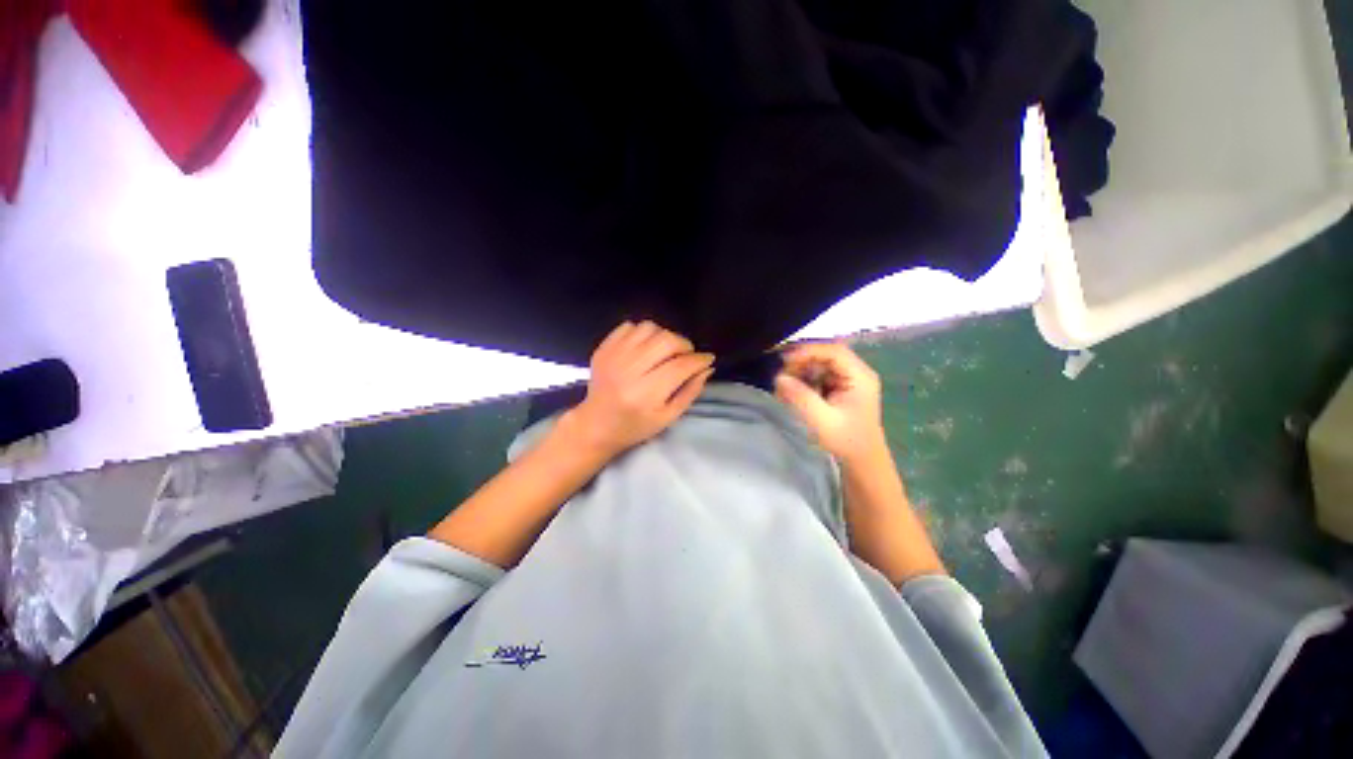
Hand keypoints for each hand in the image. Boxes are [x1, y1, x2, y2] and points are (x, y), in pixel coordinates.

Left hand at [561, 321, 714, 459]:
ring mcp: (613, 356)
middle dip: (684, 345)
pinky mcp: (604, 349)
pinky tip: (646, 347)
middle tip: (686, 355)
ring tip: (665, 351)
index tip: (708, 359)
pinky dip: (643, 333)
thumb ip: (690, 392)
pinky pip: (629, 326)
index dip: (699, 360)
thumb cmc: (636, 426)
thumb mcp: (668, 417)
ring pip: (649, 328)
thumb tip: (707, 367)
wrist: (596, 424)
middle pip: (666, 341)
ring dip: (664, 336)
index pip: (680, 366)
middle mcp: (628, 371)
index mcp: (646, 394)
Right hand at [775, 342, 887, 464]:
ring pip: (821, 362)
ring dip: (802, 369)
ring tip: (786, 384)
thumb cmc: (845, 441)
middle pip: (826, 353)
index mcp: (860, 377)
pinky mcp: (841, 386)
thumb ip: (800, 397)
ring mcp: (849, 378)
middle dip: (802, 360)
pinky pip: (820, 373)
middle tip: (783, 374)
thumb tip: (779, 377)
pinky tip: (794, 389)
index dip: (809, 351)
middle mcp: (857, 372)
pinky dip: (805, 378)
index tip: (786, 361)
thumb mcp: (821, 421)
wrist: (862, 460)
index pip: (834, 351)